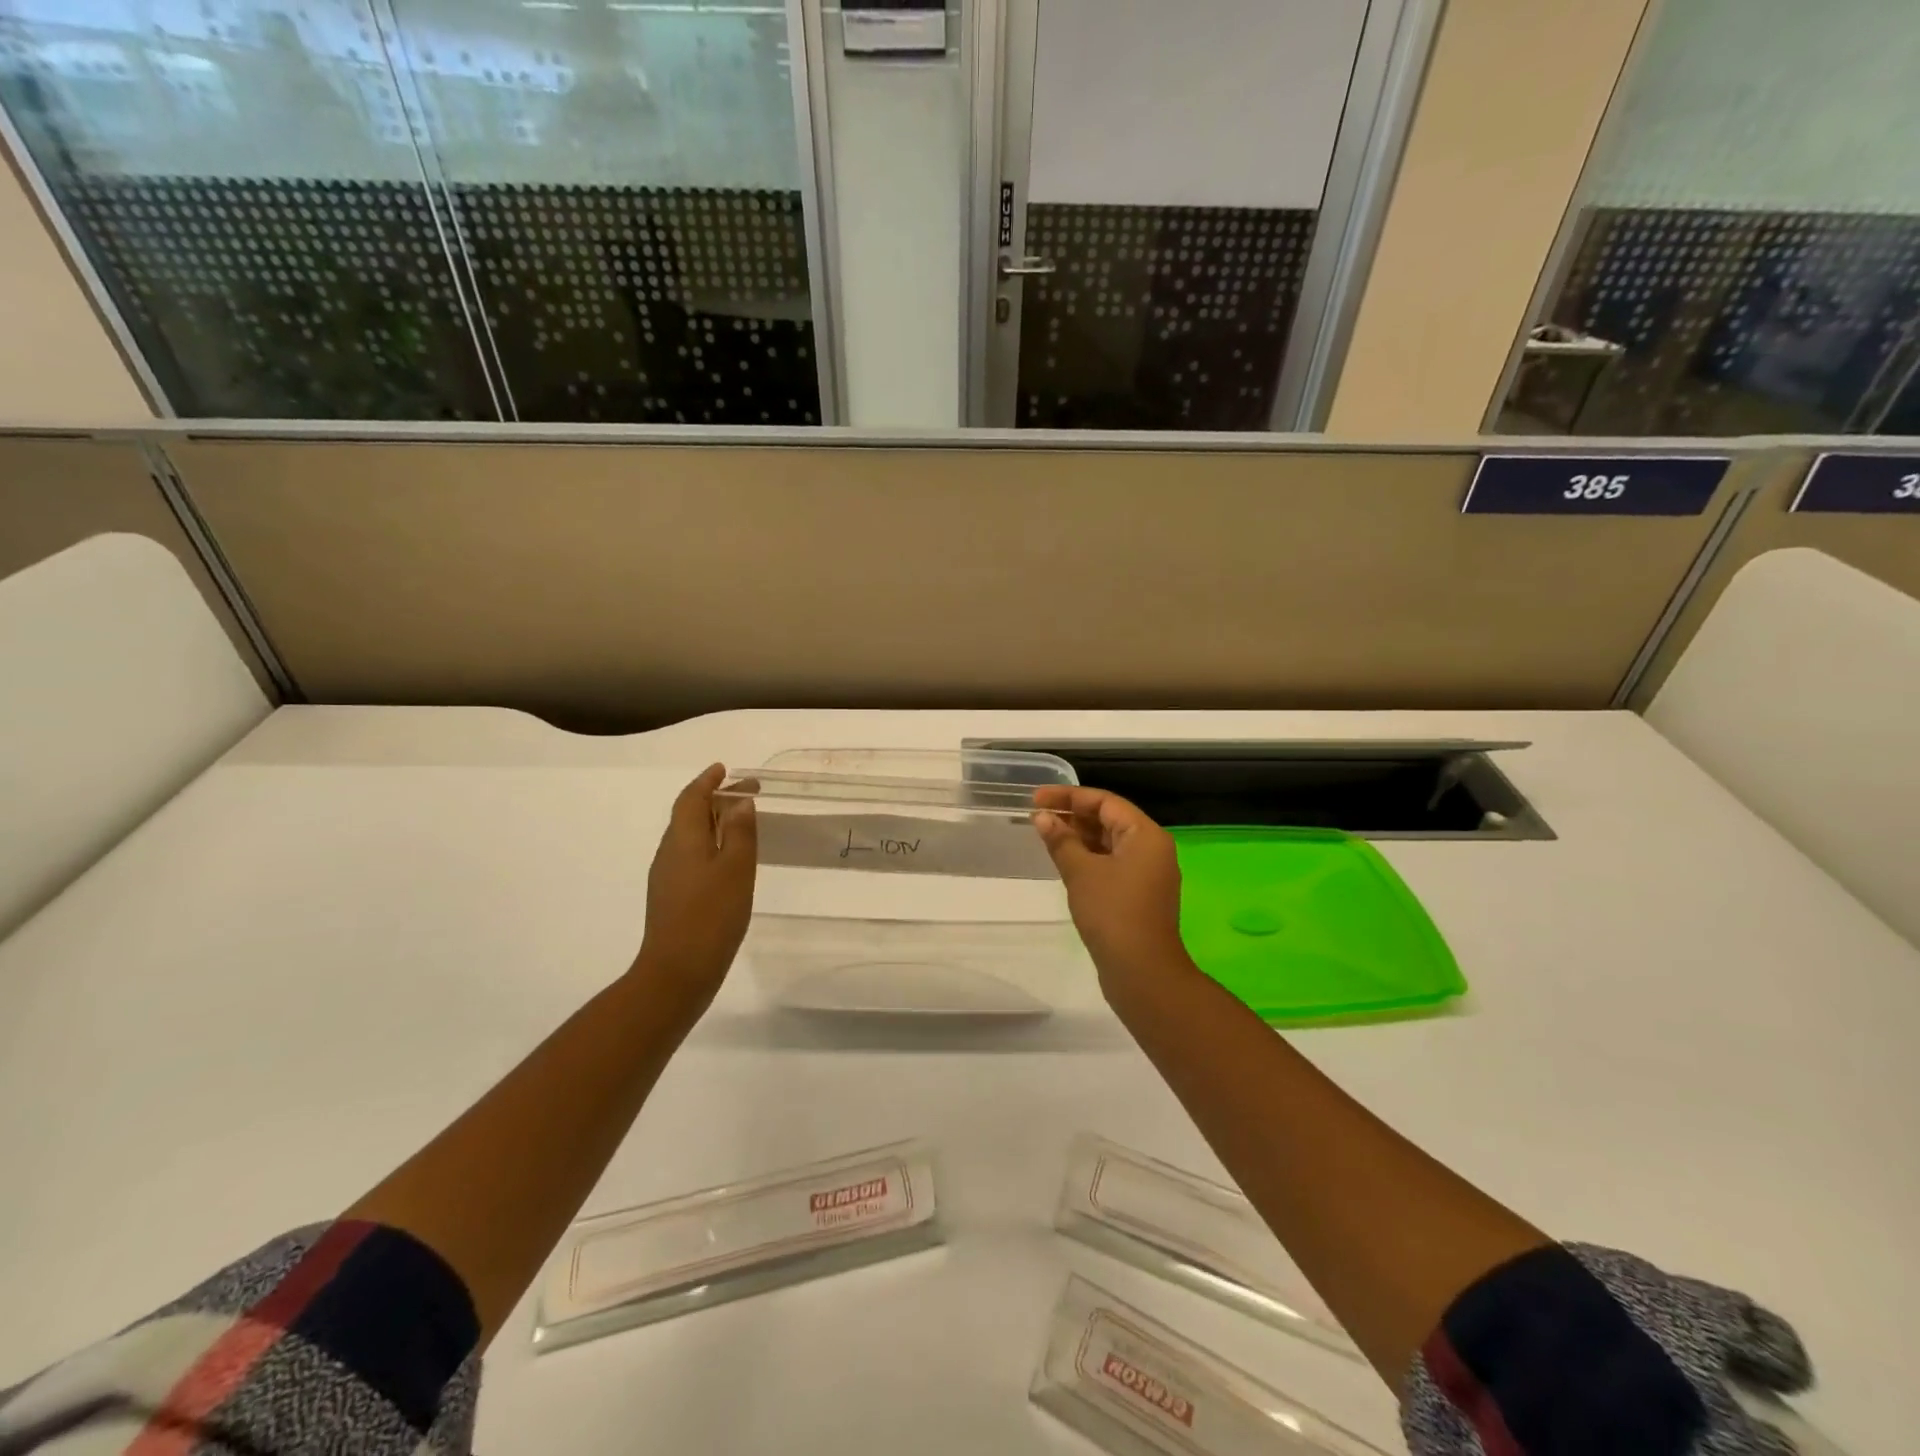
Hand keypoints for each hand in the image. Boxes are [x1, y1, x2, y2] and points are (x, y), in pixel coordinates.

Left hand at [634, 764, 756, 1012]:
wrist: (677, 972)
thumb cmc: (712, 916)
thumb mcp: (736, 869)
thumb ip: (739, 832)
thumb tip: (739, 802)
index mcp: (683, 839)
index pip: (692, 799)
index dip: (707, 781)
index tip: (724, 769)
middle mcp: (669, 852)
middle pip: (689, 815)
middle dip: (714, 799)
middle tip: (746, 794)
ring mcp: (667, 877)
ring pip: (689, 837)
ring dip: (712, 823)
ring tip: (740, 822)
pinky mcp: (671, 898)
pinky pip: (690, 857)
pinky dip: (709, 845)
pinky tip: (726, 861)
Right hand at [1032, 786, 1193, 991]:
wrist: (1142, 973)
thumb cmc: (1112, 913)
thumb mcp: (1081, 872)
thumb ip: (1061, 840)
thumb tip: (1042, 817)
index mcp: (1145, 835)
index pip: (1105, 802)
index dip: (1069, 797)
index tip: (1037, 798)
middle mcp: (1152, 849)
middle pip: (1109, 820)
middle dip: (1073, 816)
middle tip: (1037, 816)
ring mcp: (1147, 874)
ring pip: (1109, 843)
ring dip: (1079, 837)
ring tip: (1045, 835)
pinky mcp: (1138, 895)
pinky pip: (1112, 864)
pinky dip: (1088, 858)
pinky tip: (1064, 861)